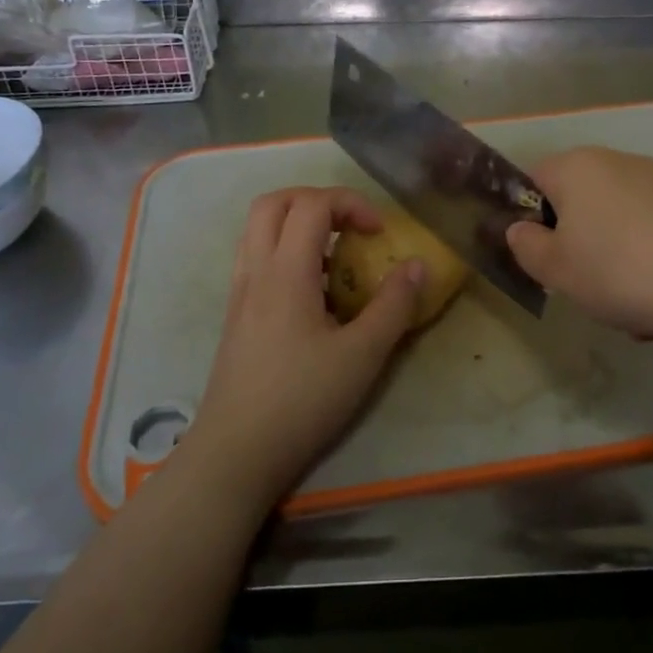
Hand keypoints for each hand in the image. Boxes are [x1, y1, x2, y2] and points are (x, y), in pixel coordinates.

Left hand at [183, 187, 423, 510]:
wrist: (236, 452)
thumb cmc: (302, 401)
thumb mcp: (362, 356)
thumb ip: (393, 306)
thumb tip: (417, 265)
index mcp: (286, 272)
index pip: (312, 205)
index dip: (350, 203)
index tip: (380, 232)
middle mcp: (256, 271)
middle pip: (274, 202)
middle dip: (317, 200)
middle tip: (350, 225)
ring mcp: (240, 292)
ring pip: (258, 228)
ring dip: (297, 223)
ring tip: (334, 254)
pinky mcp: (235, 314)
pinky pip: (255, 257)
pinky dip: (284, 250)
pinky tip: (312, 291)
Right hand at [506, 147, 652, 342]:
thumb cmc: (618, 269)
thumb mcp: (555, 269)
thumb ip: (526, 246)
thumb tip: (520, 230)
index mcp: (576, 167)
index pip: (534, 179)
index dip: (529, 218)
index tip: (540, 257)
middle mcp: (618, 162)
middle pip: (582, 204)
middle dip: (580, 246)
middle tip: (586, 287)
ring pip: (621, 225)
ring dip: (618, 263)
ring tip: (634, 311)